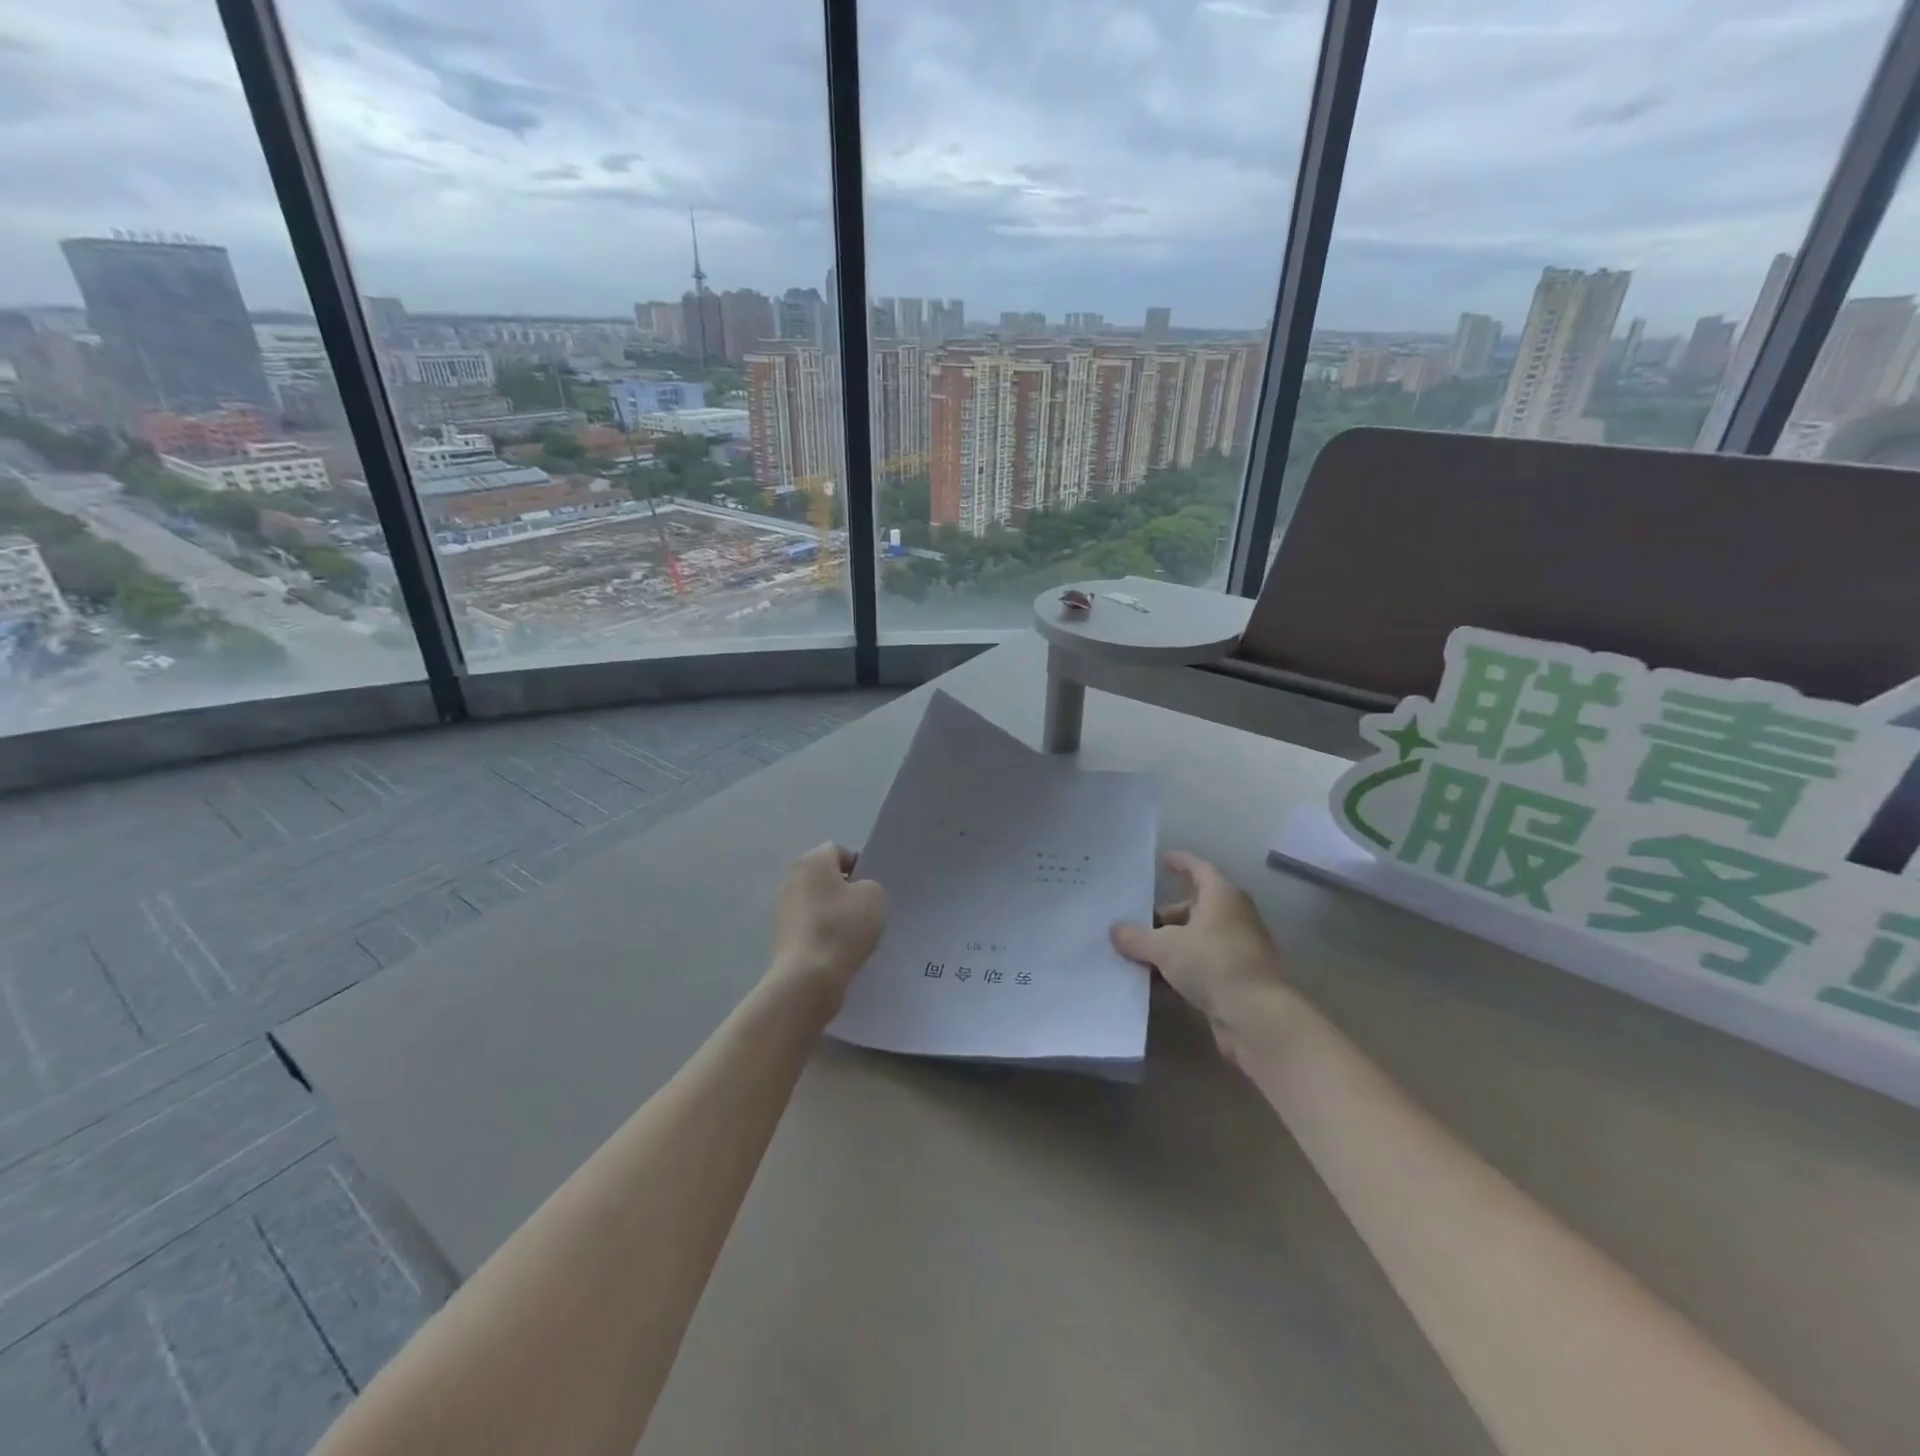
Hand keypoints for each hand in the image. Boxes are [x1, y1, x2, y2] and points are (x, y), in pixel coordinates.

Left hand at [769, 842, 887, 1001]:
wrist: (809, 977)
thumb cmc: (843, 927)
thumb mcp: (874, 896)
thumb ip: (870, 885)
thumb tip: (858, 892)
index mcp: (812, 860)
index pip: (840, 852)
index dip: (860, 867)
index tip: (873, 890)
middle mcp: (792, 878)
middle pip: (826, 877)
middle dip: (846, 890)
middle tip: (867, 910)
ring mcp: (783, 908)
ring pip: (818, 903)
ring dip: (835, 913)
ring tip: (855, 934)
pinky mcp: (782, 935)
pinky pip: (810, 926)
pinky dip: (824, 933)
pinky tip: (839, 949)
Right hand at [1111, 851, 1289, 1059]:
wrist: (1256, 1016)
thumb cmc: (1211, 963)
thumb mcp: (1165, 947)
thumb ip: (1137, 937)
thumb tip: (1115, 931)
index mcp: (1221, 895)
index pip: (1198, 868)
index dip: (1180, 862)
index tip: (1163, 859)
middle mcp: (1234, 916)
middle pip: (1194, 906)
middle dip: (1164, 915)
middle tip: (1135, 923)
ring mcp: (1238, 948)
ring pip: (1197, 937)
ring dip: (1170, 944)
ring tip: (1138, 954)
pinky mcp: (1238, 977)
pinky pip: (1202, 963)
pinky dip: (1181, 967)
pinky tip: (1156, 980)